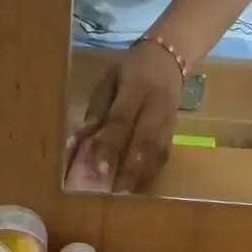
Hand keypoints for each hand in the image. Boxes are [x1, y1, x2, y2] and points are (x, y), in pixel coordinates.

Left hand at [70, 40, 181, 191]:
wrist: (169, 56)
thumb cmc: (130, 70)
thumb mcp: (108, 80)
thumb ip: (95, 111)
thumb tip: (77, 140)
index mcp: (135, 87)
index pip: (121, 120)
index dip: (110, 145)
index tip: (99, 170)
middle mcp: (156, 105)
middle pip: (145, 140)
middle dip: (130, 168)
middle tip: (116, 193)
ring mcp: (169, 119)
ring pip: (158, 151)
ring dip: (143, 175)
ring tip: (127, 195)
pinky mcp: (175, 129)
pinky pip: (165, 154)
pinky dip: (152, 172)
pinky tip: (140, 186)